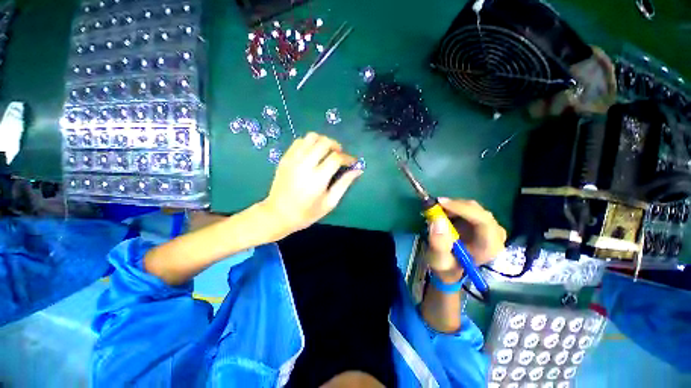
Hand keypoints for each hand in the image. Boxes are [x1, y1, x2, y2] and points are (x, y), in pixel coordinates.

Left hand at [261, 132, 361, 236]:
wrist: (278, 214)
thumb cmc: (307, 213)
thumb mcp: (330, 202)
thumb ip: (344, 184)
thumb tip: (358, 170)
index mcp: (318, 178)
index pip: (336, 158)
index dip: (348, 157)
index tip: (352, 162)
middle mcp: (305, 164)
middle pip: (324, 142)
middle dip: (336, 145)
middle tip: (340, 155)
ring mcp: (293, 159)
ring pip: (311, 137)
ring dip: (322, 141)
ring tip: (326, 152)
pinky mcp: (285, 158)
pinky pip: (299, 141)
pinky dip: (309, 143)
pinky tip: (312, 153)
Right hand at [426, 198, 506, 281]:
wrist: (452, 271)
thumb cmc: (447, 268)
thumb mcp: (438, 261)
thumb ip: (438, 243)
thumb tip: (437, 219)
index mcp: (490, 247)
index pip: (482, 220)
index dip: (461, 208)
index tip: (440, 203)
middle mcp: (496, 234)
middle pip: (477, 211)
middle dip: (454, 206)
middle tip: (433, 207)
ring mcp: (491, 227)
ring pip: (472, 208)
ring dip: (452, 207)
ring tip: (435, 212)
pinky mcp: (483, 223)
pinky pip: (469, 209)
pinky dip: (454, 208)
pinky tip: (443, 214)